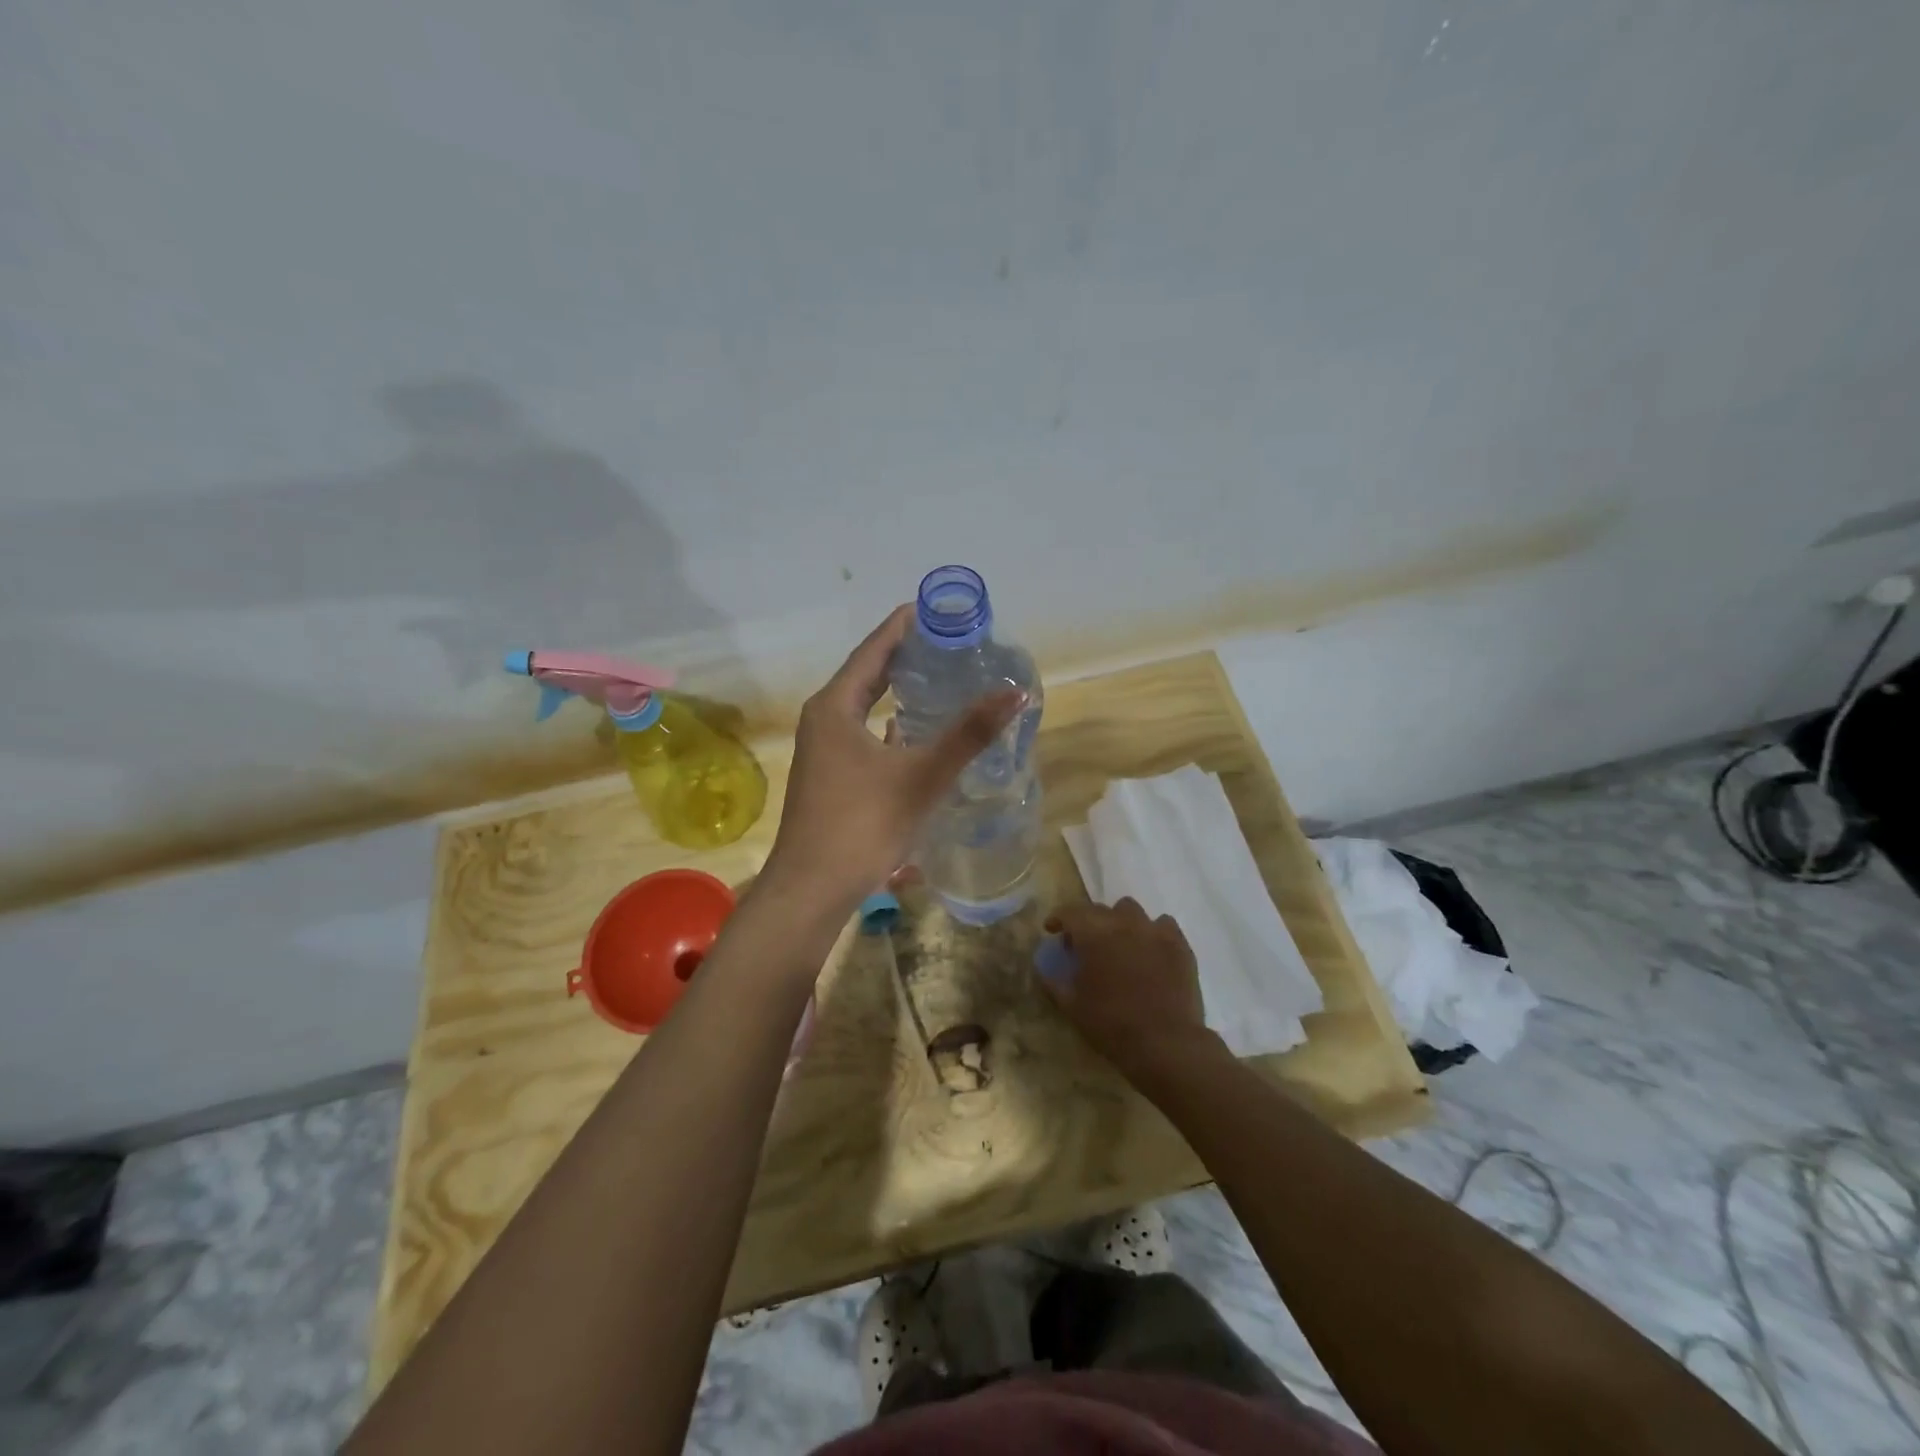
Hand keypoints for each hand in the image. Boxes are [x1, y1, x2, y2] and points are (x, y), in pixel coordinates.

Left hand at [761, 605, 1022, 913]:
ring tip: (940, 680)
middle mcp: (823, 719)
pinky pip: (864, 734)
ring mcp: (823, 750)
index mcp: (835, 706)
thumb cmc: (862, 824)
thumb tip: (1015, 693)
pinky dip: (891, 725)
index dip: (905, 626)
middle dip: (906, 657)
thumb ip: (968, 734)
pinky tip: (918, 734)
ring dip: (898, 691)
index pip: (874, 649)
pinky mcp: (830, 776)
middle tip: (949, 643)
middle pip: (868, 674)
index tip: (936, 609)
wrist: (812, 889)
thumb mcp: (921, 776)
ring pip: (865, 707)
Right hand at [1043, 899, 1219, 1078]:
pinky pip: (1163, 925)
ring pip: (1131, 911)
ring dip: (1120, 922)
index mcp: (1093, 933)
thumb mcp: (1072, 1006)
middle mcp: (1122, 922)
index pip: (1069, 912)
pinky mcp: (1179, 944)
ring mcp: (1154, 930)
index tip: (1052, 931)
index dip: (1058, 919)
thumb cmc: (1112, 1024)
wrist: (1166, 1043)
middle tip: (1085, 945)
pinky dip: (1152, 932)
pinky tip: (1150, 950)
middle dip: (1087, 922)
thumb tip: (1043, 968)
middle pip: (1099, 909)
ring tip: (1120, 944)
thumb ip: (1054, 982)